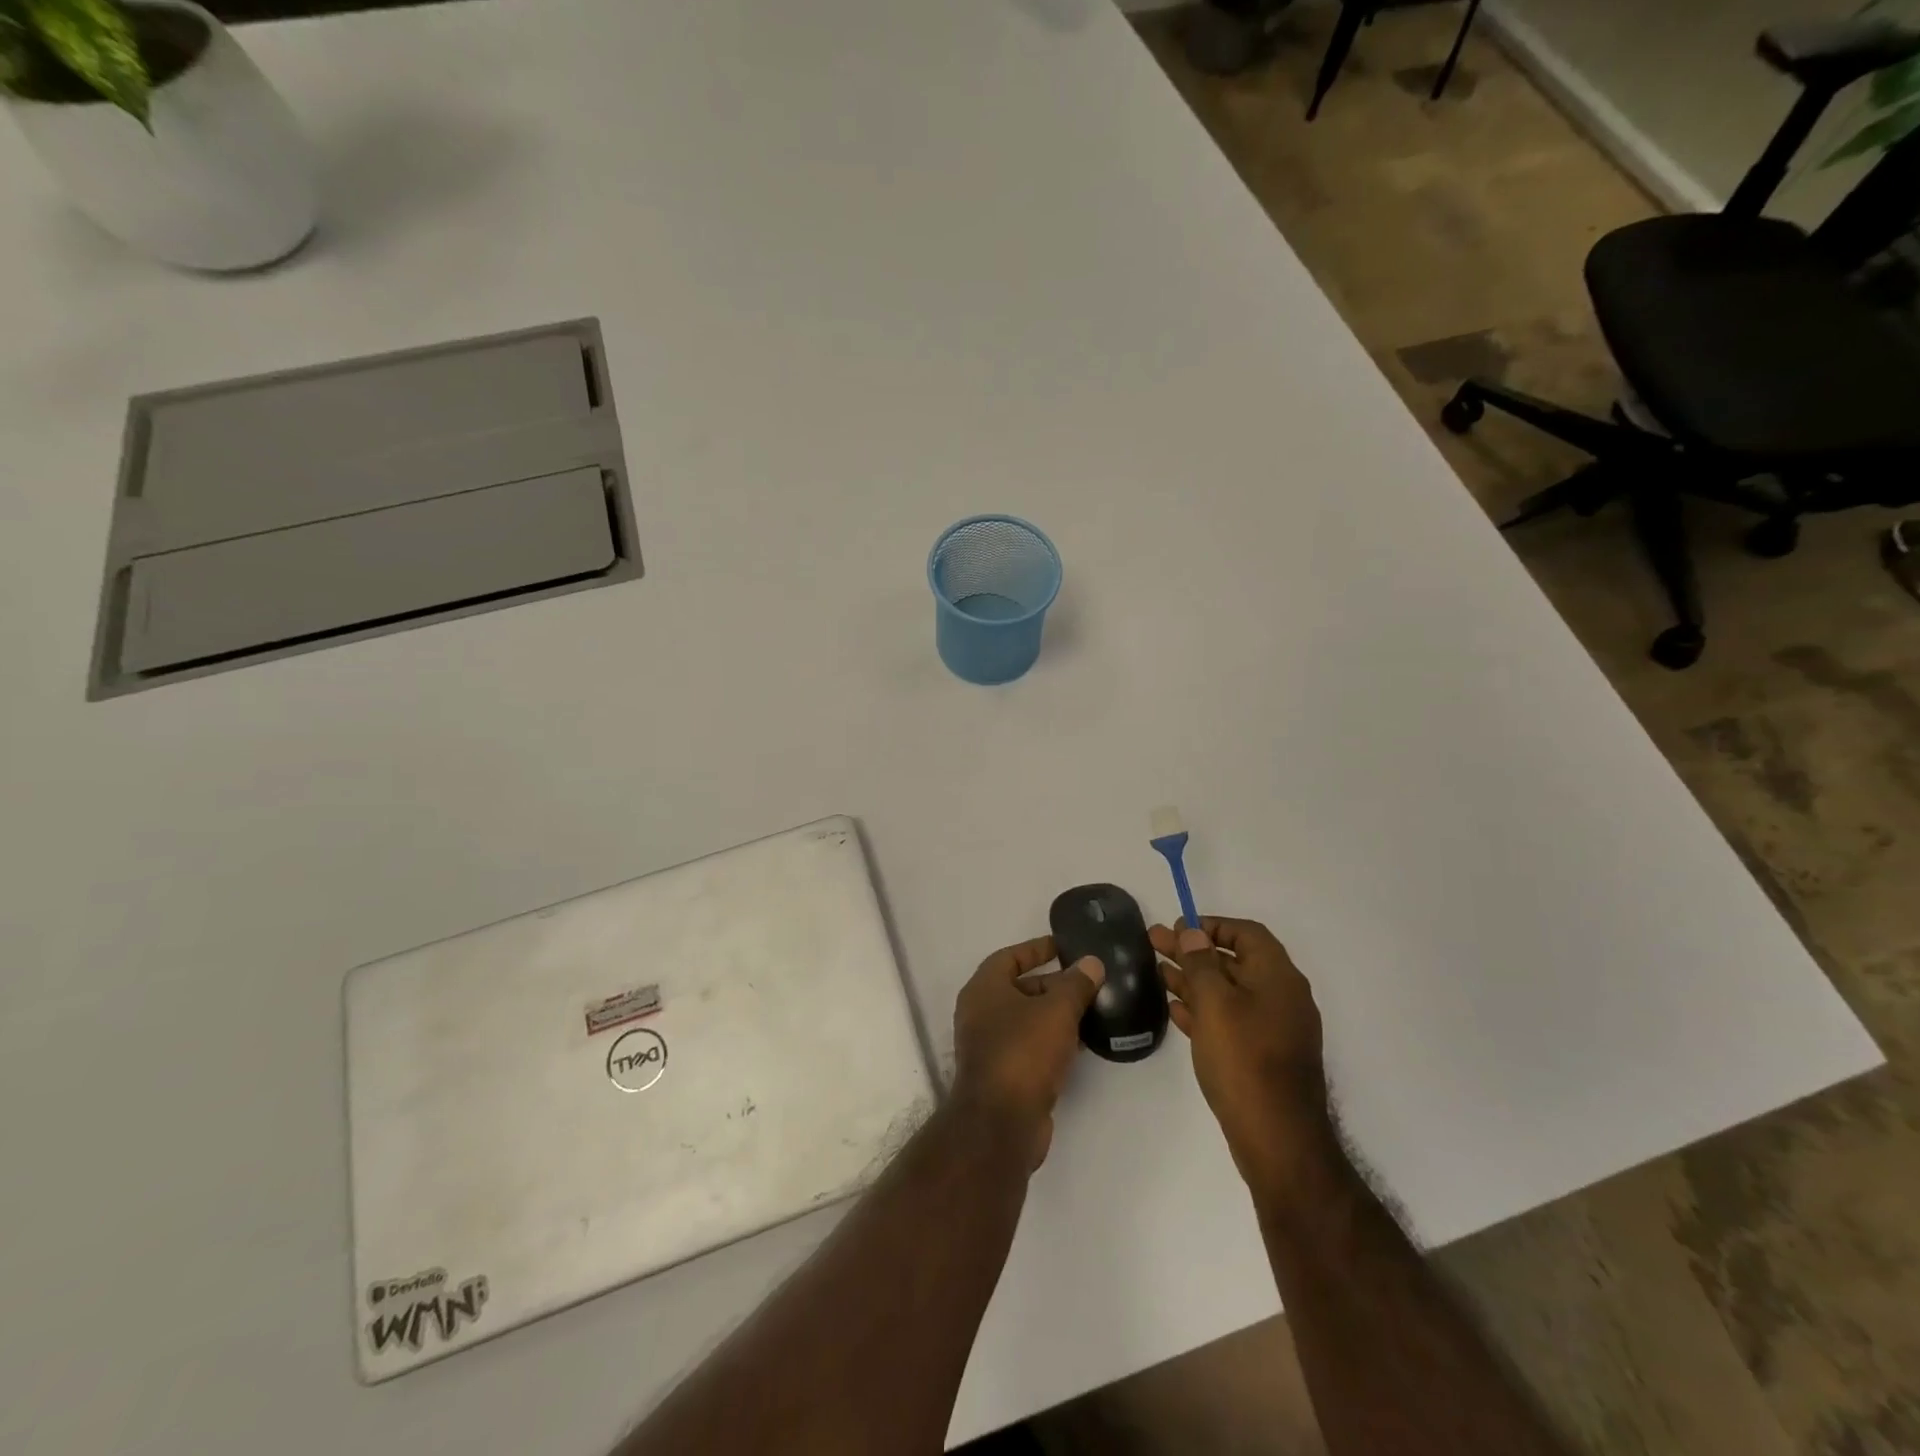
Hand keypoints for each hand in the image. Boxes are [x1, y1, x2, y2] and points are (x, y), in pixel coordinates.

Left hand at [952, 935, 1104, 1168]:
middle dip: (1053, 984)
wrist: (1001, 1122)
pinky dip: (1052, 1040)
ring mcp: (989, 1045)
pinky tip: (1082, 1043)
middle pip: (1019, 988)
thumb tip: (1091, 963)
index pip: (1010, 957)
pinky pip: (1030, 1046)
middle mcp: (980, 1013)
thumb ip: (1076, 984)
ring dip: (1055, 1014)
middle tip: (1088, 982)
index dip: (1037, 949)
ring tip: (1092, 1009)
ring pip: (1027, 1019)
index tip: (1064, 946)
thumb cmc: (1024, 1051)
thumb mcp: (1057, 1010)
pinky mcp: (1003, 1074)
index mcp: (984, 988)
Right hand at [1152, 917, 1331, 1192]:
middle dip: (1193, 951)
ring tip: (1157, 972)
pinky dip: (1203, 1010)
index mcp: (1277, 976)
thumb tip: (1193, 932)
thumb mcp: (1215, 1003)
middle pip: (1233, 961)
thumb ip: (1200, 963)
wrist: (1278, 1138)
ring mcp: (1273, 1028)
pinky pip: (1230, 1020)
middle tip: (1153, 942)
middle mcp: (1281, 997)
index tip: (1178, 928)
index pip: (1246, 933)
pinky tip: (1175, 1010)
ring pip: (1228, 991)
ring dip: (1193, 979)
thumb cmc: (1244, 1059)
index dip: (1212, 925)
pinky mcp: (1263, 1056)